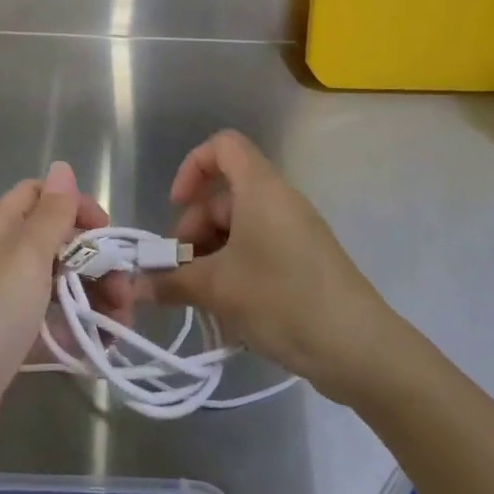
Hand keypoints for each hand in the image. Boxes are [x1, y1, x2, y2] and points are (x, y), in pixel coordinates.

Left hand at [0, 163, 109, 466]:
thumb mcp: (26, 257)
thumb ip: (50, 213)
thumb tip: (61, 166)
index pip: (39, 194)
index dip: (75, 205)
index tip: (107, 233)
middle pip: (55, 241)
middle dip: (96, 259)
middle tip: (125, 291)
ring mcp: (2, 302)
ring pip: (58, 283)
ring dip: (94, 296)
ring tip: (122, 326)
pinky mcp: (7, 342)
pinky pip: (50, 321)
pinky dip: (76, 327)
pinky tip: (100, 348)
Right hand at [147, 130, 395, 403]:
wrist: (360, 348)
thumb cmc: (283, 299)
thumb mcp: (219, 290)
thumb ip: (172, 282)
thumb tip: (133, 285)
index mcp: (261, 188)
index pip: (223, 146)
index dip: (193, 167)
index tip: (176, 207)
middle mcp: (279, 200)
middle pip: (224, 196)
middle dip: (194, 231)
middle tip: (181, 275)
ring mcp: (295, 231)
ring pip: (239, 228)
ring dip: (211, 257)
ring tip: (202, 301)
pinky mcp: (304, 260)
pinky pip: (259, 249)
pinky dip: (236, 270)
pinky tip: (227, 311)